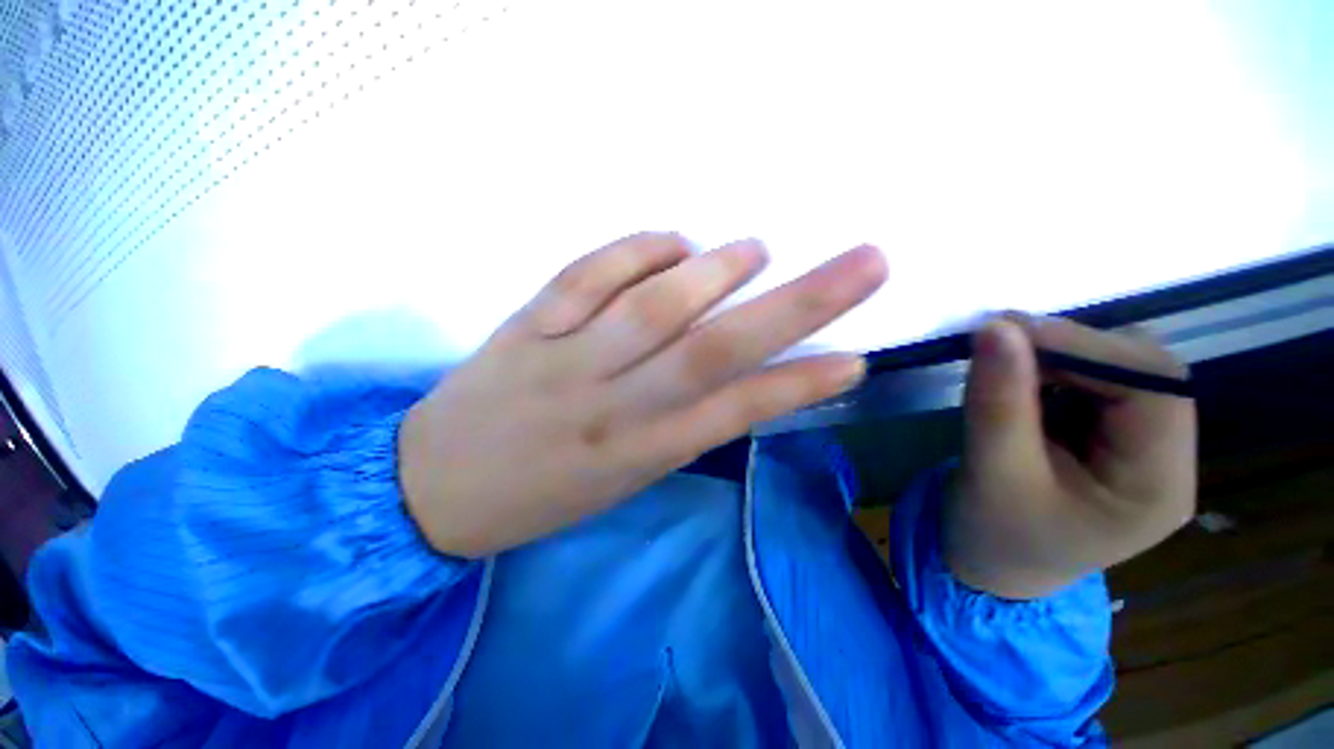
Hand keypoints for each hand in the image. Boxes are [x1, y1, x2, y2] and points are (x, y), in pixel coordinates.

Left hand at [400, 232, 887, 556]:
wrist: (434, 491)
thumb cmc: (540, 494)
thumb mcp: (619, 478)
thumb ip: (673, 423)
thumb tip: (721, 355)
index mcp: (639, 455)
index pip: (735, 412)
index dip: (800, 385)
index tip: (856, 358)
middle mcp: (612, 405)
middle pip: (712, 348)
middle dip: (795, 306)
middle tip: (861, 263)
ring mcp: (566, 361)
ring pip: (652, 306)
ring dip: (715, 270)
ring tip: (756, 250)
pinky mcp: (525, 327)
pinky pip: (585, 276)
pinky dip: (636, 250)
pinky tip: (672, 241)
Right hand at [945, 317, 1197, 598]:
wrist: (990, 564)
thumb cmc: (994, 532)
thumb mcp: (992, 470)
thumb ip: (998, 399)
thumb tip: (995, 326)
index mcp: (1157, 485)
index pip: (1155, 388)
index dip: (1089, 348)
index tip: (1009, 331)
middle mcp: (1167, 460)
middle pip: (1144, 372)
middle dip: (1071, 349)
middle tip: (998, 341)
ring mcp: (1142, 447)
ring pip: (1119, 369)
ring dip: (1059, 357)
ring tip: (1002, 366)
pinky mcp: (1112, 437)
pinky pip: (1094, 382)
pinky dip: (1052, 369)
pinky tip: (1017, 382)